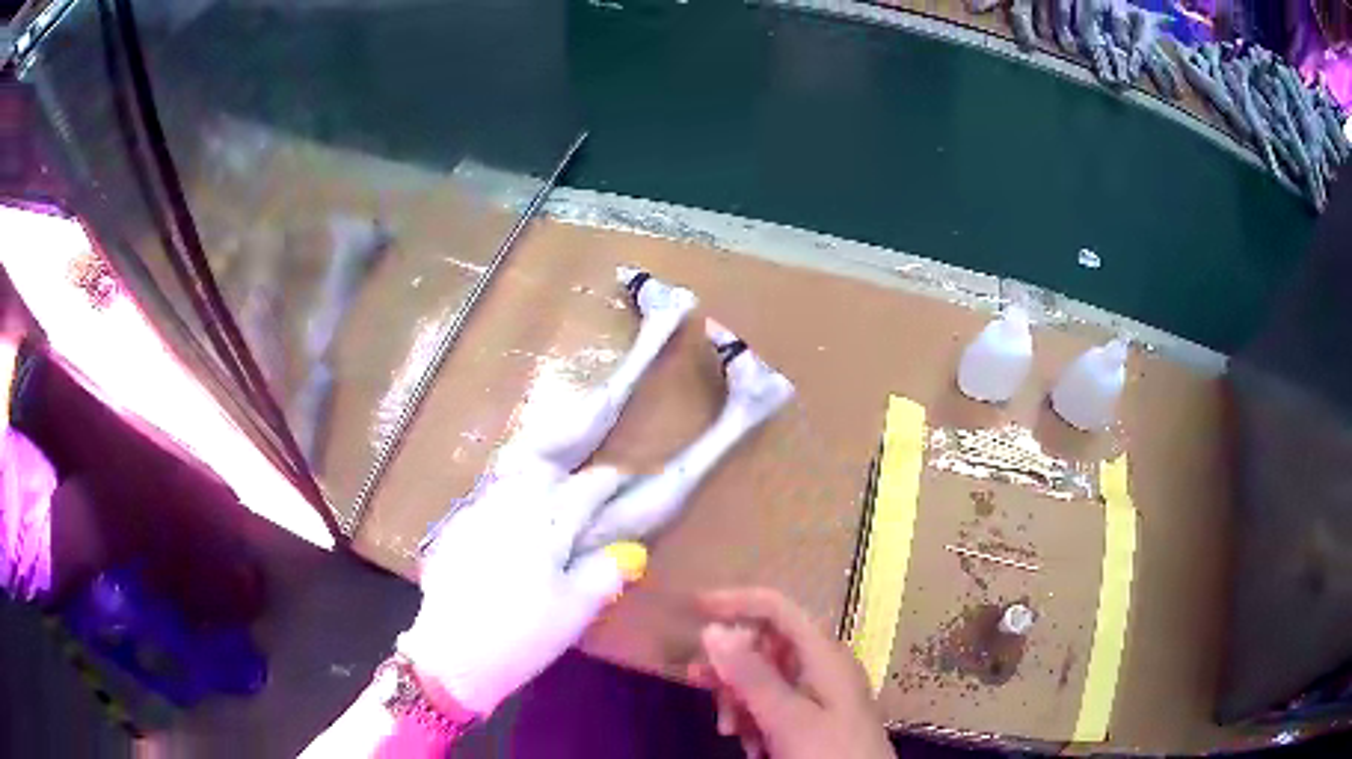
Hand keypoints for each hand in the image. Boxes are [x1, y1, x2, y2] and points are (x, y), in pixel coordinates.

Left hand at [396, 466, 646, 716]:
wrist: (451, 653)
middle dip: (568, 478)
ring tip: (548, 506)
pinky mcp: (454, 529)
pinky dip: (507, 503)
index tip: (622, 483)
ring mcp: (477, 514)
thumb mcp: (575, 611)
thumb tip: (629, 551)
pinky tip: (509, 528)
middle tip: (583, 495)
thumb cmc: (522, 636)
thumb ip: (605, 575)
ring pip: (512, 481)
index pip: (586, 489)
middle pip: (544, 472)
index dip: (608, 483)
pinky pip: (488, 500)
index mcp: (547, 523)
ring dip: (535, 484)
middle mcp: (511, 507)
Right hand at [691, 588, 894, 758]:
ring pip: (764, 681)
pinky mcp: (814, 720)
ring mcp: (819, 695)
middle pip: (765, 646)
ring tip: (730, 732)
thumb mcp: (786, 718)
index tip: (693, 611)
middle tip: (699, 686)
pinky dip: (754, 721)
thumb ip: (750, 675)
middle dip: (731, 668)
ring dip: (739, 701)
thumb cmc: (828, 753)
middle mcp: (822, 667)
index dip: (736, 602)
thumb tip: (712, 630)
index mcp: (823, 655)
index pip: (777, 608)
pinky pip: (772, 707)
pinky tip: (752, 747)